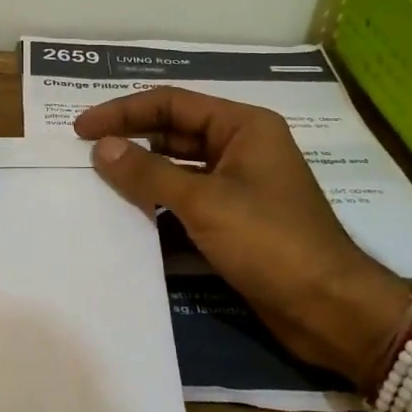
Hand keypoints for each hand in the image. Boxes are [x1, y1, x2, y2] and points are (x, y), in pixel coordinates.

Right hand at [75, 87, 411, 394]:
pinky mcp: (236, 217)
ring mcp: (240, 183)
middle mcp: (242, 146)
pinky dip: (159, 198)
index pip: (171, 103)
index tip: (82, 127)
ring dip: (143, 170)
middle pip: (174, 130)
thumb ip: (149, 173)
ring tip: (98, 177)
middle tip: (84, 151)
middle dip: (131, 137)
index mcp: (243, 126)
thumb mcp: (204, 202)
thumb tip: (101, 147)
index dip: (123, 111)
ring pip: (180, 165)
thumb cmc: (270, 242)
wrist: (329, 308)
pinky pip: (188, 196)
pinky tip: (130, 209)